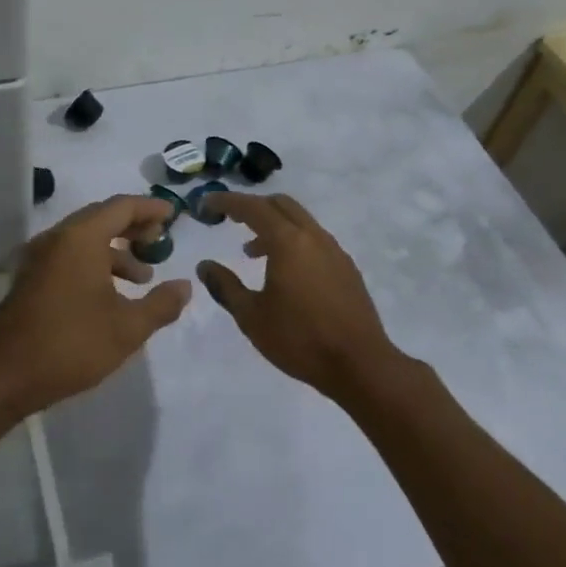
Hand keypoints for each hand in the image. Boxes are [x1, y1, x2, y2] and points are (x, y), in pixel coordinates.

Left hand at [0, 194, 192, 415]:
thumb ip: (161, 304)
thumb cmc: (72, 345)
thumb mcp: (127, 328)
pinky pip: (69, 256)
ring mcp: (39, 258)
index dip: (150, 208)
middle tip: (160, 240)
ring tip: (142, 277)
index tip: (174, 216)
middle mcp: (57, 238)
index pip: (121, 207)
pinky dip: (94, 263)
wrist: (5, 375)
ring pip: (84, 239)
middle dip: (133, 227)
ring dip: (115, 251)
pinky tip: (110, 294)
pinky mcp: (31, 279)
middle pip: (101, 217)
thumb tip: (185, 286)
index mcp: (80, 238)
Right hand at [197, 194, 403, 401]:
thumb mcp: (251, 316)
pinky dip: (292, 241)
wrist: (360, 365)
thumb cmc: (299, 339)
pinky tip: (284, 272)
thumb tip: (205, 266)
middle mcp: (313, 237)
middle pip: (280, 204)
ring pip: (300, 221)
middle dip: (252, 206)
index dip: (226, 201)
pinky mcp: (347, 268)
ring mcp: (334, 251)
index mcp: (288, 242)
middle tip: (229, 220)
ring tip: (252, 252)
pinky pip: (314, 240)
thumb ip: (225, 286)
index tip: (207, 204)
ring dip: (273, 226)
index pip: (252, 207)